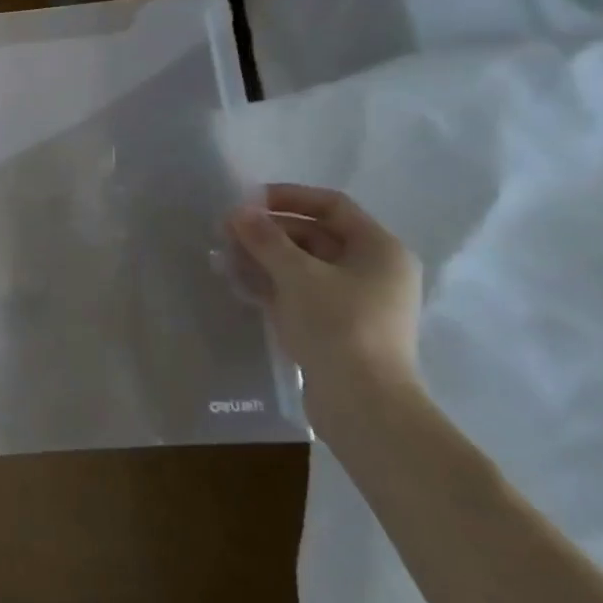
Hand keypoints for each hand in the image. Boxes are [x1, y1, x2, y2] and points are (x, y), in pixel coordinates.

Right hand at [226, 184, 423, 414]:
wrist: (364, 405)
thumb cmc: (338, 326)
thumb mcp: (297, 275)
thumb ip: (265, 238)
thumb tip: (238, 211)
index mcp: (379, 249)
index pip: (331, 205)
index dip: (288, 197)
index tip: (247, 202)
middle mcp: (373, 270)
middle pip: (315, 235)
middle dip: (268, 232)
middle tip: (226, 233)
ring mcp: (357, 301)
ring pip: (304, 266)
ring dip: (264, 258)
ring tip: (224, 258)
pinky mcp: (339, 327)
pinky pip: (301, 292)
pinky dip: (272, 284)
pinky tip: (238, 284)